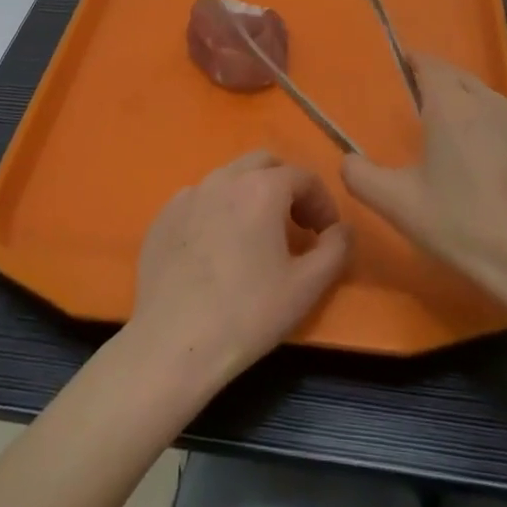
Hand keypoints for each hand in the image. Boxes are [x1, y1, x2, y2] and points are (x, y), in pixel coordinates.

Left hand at [127, 151, 352, 394]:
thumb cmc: (247, 314)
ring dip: (251, 195)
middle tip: (295, 224)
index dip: (322, 202)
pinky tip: (217, 250)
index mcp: (261, 187)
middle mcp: (224, 178)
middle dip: (286, 186)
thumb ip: (335, 250)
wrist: (172, 343)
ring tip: (256, 237)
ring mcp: (189, 194)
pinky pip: (200, 200)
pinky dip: (218, 211)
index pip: (303, 176)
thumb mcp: (306, 287)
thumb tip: (342, 229)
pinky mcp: (164, 215)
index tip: (326, 233)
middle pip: (264, 163)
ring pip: (229, 178)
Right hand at [343, 51, 506, 310]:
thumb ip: (362, 177)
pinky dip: (493, 130)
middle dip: (438, 81)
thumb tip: (346, 160)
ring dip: (467, 105)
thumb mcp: (399, 205)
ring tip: (452, 133)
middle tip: (418, 104)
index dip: (413, 61)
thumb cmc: (464, 224)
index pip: (429, 63)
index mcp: (450, 105)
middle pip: (458, 77)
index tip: (399, 69)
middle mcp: (487, 102)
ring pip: (486, 99)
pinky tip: (489, 163)